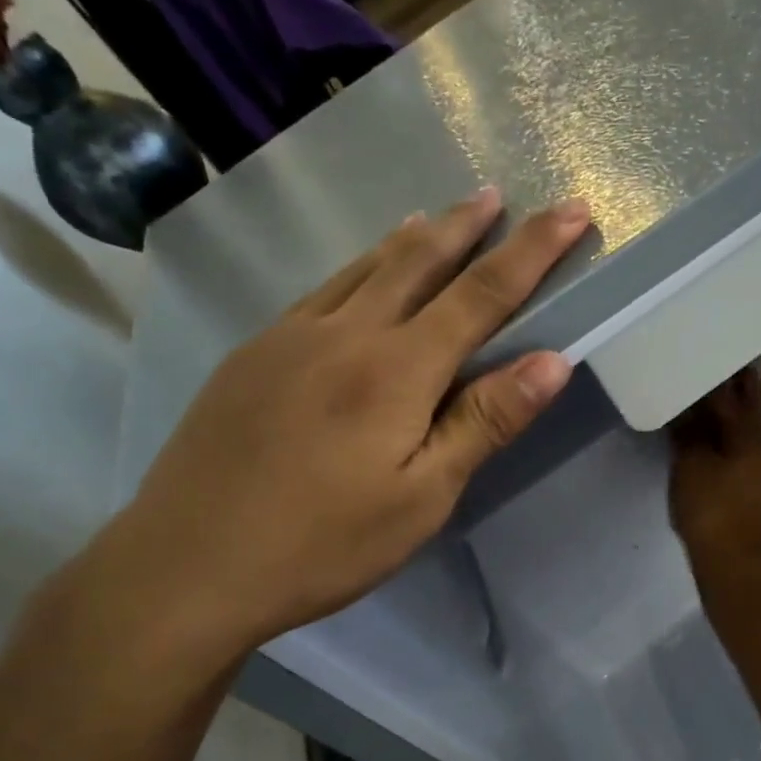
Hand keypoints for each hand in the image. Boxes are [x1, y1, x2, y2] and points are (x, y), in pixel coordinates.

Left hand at [98, 187, 589, 663]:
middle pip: (419, 261)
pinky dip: (360, 268)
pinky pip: (322, 291)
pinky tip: (362, 275)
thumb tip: (553, 360)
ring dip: (411, 238)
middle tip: (496, 195)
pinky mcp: (253, 355)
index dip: (534, 249)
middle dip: (466, 226)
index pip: (483, 293)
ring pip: (365, 268)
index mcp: (397, 369)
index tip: (573, 210)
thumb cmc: (324, 543)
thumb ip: (485, 422)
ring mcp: (291, 337)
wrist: (187, 565)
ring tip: (438, 216)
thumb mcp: (423, 497)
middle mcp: (346, 333)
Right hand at [669, 368, 760, 570]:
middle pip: (748, 407)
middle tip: (721, 361)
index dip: (727, 371)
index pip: (737, 393)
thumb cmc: (711, 507)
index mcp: (748, 436)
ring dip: (731, 408)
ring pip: (743, 427)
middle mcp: (757, 446)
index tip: (717, 349)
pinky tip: (709, 431)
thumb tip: (687, 408)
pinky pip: (735, 445)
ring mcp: (754, 468)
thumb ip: (689, 432)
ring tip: (710, 390)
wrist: (730, 560)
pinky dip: (724, 432)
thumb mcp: (692, 464)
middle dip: (737, 385)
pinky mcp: (744, 486)